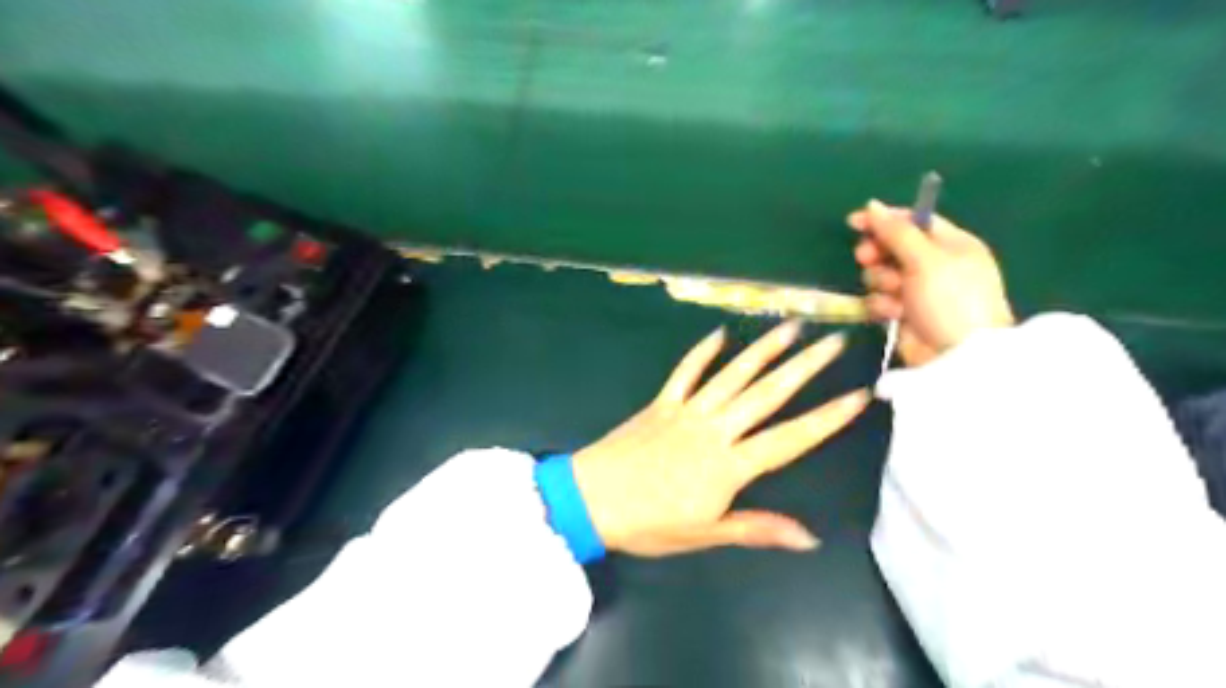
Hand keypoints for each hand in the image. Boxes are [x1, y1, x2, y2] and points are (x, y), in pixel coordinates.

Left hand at [576, 323, 870, 558]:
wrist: (590, 499)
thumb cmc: (649, 523)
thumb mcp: (705, 535)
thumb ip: (757, 529)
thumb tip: (810, 537)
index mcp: (729, 465)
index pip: (790, 439)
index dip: (827, 419)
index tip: (859, 395)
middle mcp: (714, 429)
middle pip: (767, 394)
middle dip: (804, 367)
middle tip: (834, 341)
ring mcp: (686, 410)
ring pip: (732, 374)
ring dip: (762, 349)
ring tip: (790, 325)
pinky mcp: (661, 402)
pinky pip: (685, 372)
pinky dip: (702, 352)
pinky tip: (720, 334)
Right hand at [850, 198, 1011, 366]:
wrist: (956, 357)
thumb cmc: (950, 300)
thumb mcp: (926, 260)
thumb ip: (897, 232)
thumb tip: (872, 205)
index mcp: (951, 245)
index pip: (913, 221)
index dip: (884, 219)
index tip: (854, 221)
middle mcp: (934, 265)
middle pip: (893, 247)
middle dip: (877, 252)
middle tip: (867, 259)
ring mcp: (918, 291)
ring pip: (882, 274)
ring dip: (881, 281)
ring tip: (893, 293)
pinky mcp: (903, 314)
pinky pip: (880, 299)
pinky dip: (882, 304)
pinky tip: (892, 313)